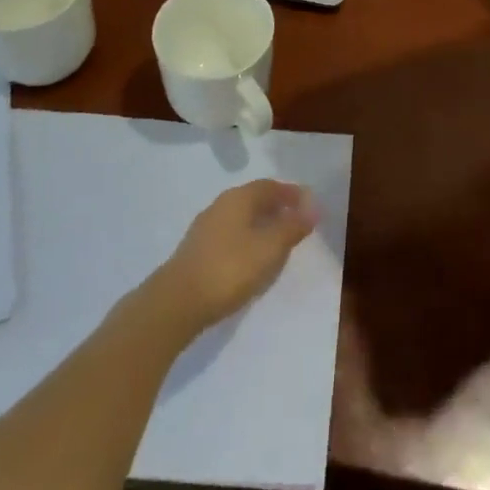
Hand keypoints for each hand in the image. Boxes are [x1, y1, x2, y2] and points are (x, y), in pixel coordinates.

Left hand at [152, 180, 318, 334]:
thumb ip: (292, 227)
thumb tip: (313, 208)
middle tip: (296, 222)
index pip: (270, 186)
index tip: (309, 205)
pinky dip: (247, 239)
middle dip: (277, 208)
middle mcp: (221, 205)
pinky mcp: (197, 251)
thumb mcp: (269, 248)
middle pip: (255, 199)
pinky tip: (252, 259)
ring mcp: (206, 228)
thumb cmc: (229, 269)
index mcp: (239, 198)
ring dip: (262, 224)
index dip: (291, 194)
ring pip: (241, 218)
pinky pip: (231, 235)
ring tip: (278, 242)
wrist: (176, 303)